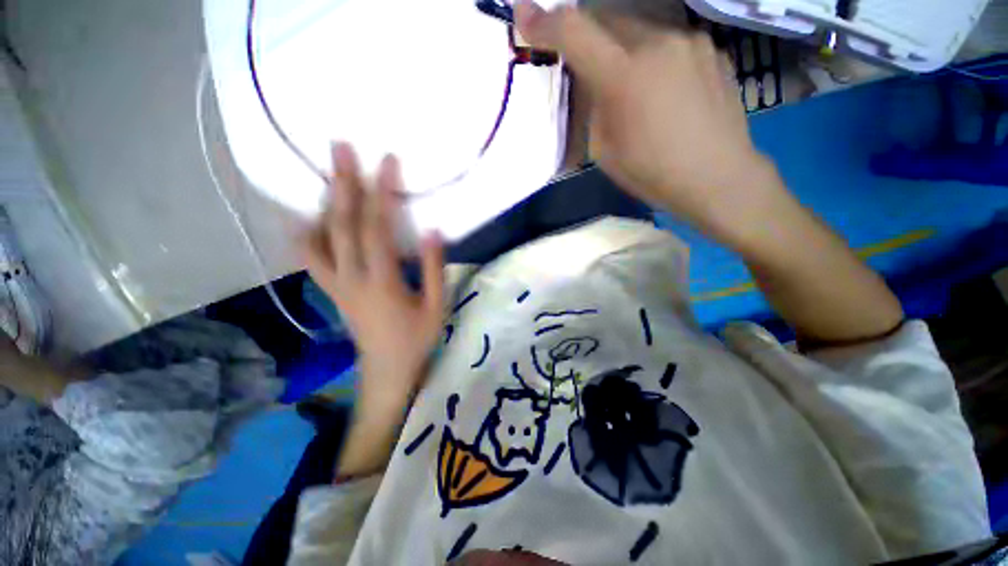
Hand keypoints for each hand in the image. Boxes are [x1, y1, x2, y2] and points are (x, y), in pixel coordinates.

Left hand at [302, 143, 444, 412]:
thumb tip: (432, 230)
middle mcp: (351, 278)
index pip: (378, 228)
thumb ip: (434, 267)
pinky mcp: (332, 291)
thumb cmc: (417, 339)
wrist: (387, 370)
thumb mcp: (437, 305)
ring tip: (325, 175)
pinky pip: (311, 258)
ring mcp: (336, 285)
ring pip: (320, 238)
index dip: (382, 193)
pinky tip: (306, 216)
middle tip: (339, 148)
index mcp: (382, 282)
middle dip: (342, 183)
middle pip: (342, 224)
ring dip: (322, 203)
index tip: (387, 162)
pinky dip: (305, 233)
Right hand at [515, 2, 781, 242]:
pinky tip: (664, 88)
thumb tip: (592, 83)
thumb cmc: (652, 173)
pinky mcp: (711, 47)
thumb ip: (593, 108)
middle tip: (586, 66)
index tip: (524, 15)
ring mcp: (690, 40)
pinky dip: (655, 58)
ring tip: (631, 84)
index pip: (574, 31)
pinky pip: (669, 42)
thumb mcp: (604, 150)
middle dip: (588, 38)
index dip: (544, 21)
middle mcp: (657, 43)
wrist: (717, 176)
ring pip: (640, 28)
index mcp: (623, 76)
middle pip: (607, 20)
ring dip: (624, 48)